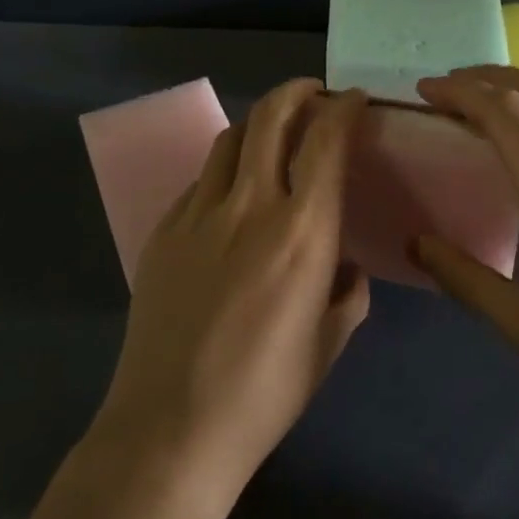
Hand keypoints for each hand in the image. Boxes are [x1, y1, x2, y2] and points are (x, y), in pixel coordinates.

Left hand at [93, 80, 370, 501]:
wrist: (171, 426)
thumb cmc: (265, 392)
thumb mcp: (329, 342)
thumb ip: (348, 292)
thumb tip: (344, 265)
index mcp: (302, 231)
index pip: (325, 140)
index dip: (343, 108)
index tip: (355, 101)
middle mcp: (250, 205)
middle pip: (270, 117)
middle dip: (297, 91)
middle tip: (314, 93)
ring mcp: (199, 213)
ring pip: (230, 138)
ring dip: (259, 122)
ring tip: (275, 132)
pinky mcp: (164, 230)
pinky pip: (202, 180)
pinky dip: (227, 167)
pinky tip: (233, 192)